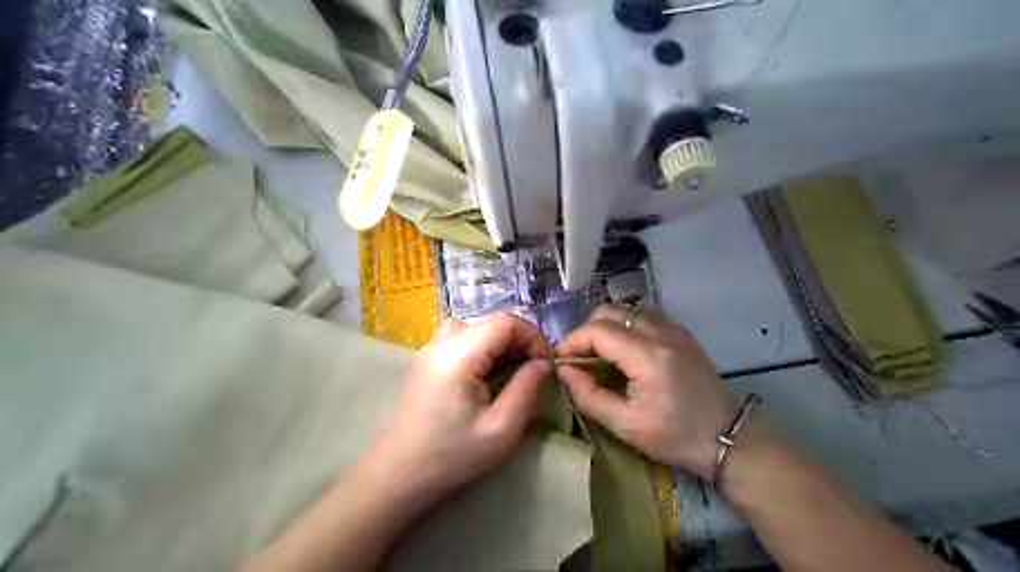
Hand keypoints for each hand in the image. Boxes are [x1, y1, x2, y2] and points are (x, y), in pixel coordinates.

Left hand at [363, 312, 553, 503]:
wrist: (399, 473)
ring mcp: (431, 349)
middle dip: (521, 341)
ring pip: (478, 328)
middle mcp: (442, 342)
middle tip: (536, 371)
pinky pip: (463, 338)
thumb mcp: (501, 429)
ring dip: (502, 343)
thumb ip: (527, 389)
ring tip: (514, 370)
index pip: (505, 322)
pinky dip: (484, 348)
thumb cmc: (451, 455)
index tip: (548, 363)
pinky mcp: (428, 359)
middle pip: (491, 323)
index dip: (533, 336)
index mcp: (458, 355)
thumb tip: (543, 363)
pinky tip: (488, 374)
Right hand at [557, 306, 732, 480]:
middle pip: (609, 311)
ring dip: (606, 326)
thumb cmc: (674, 437)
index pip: (597, 330)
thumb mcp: (624, 424)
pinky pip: (643, 316)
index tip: (563, 363)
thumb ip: (587, 394)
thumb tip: (562, 370)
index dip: (572, 342)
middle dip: (587, 331)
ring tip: (601, 355)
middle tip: (581, 359)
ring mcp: (674, 329)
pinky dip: (625, 326)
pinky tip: (625, 352)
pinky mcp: (681, 333)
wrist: (726, 438)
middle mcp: (661, 332)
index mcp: (648, 356)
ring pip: (626, 309)